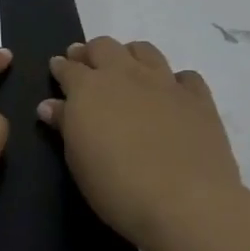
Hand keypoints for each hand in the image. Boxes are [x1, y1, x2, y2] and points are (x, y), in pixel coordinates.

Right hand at [40, 37, 241, 250]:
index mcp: (89, 88)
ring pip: (144, 50)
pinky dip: (175, 81)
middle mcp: (125, 75)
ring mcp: (165, 83)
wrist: (187, 204)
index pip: (68, 67)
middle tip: (86, 65)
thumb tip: (50, 105)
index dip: (61, 67)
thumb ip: (64, 125)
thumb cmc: (117, 187)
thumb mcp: (78, 160)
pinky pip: (186, 76)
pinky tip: (172, 96)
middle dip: (91, 52)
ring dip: (130, 55)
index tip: (57, 68)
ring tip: (127, 71)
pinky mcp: (199, 99)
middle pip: (104, 46)